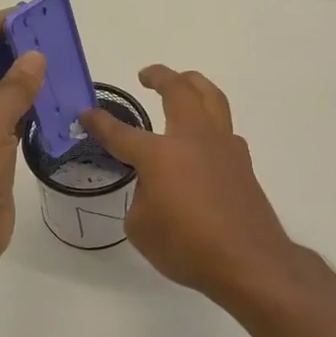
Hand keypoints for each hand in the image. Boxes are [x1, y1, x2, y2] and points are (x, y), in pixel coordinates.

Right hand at [81, 65, 299, 302]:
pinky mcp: (242, 161)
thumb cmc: (187, 247)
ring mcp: (223, 146)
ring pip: (211, 97)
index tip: (86, 113)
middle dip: (160, 76)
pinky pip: (224, 126)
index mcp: (160, 154)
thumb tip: (155, 185)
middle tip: (147, 74)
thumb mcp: (142, 227)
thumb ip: (142, 196)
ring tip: (183, 82)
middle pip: (179, 90)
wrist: (248, 261)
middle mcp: (193, 139)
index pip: (121, 133)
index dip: (100, 123)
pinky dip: (211, 118)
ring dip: (194, 83)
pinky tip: (203, 136)